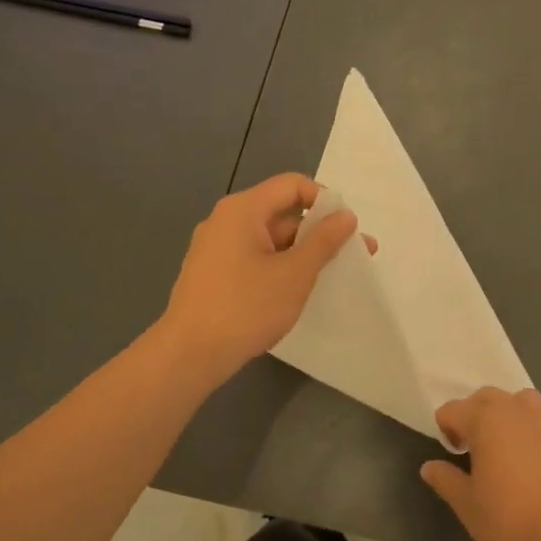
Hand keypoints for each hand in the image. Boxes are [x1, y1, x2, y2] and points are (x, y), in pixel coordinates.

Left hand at [159, 174, 365, 381]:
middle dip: (318, 231)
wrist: (188, 355)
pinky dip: (280, 266)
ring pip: (270, 239)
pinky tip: (297, 290)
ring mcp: (216, 248)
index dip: (324, 200)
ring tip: (331, 277)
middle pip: (281, 211)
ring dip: (302, 252)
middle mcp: (226, 220)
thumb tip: (345, 215)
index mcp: (243, 210)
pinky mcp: (213, 273)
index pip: (292, 185)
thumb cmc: (245, 308)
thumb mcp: (295, 273)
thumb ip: (324, 241)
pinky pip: (255, 258)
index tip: (346, 229)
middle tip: (352, 256)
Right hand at [420, 387, 540, 540]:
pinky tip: (533, 455)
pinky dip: (534, 431)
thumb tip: (429, 467)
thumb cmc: (507, 515)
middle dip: (473, 414)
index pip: (452, 410)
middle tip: (470, 447)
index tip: (451, 454)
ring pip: (519, 400)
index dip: (446, 429)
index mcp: (484, 419)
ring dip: (507, 412)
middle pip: (485, 396)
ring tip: (503, 441)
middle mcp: (513, 410)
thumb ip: (445, 480)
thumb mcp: (466, 503)